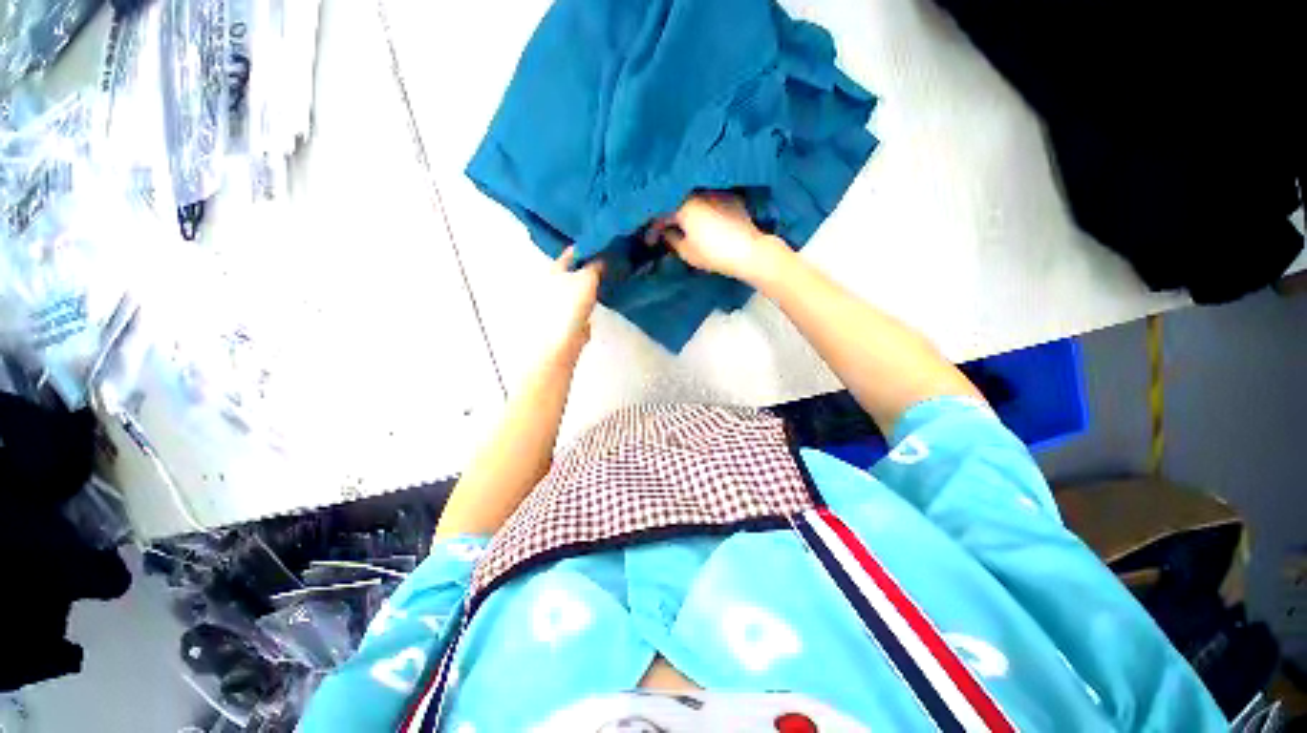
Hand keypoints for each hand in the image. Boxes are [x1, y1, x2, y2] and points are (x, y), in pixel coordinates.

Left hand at [533, 247, 604, 361]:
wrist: (562, 341)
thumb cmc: (570, 305)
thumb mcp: (587, 278)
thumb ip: (595, 265)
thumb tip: (603, 255)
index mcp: (555, 269)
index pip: (572, 252)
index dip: (587, 246)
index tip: (604, 243)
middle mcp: (555, 283)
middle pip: (576, 269)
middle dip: (591, 264)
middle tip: (612, 259)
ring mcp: (562, 301)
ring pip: (581, 286)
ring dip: (593, 282)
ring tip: (611, 276)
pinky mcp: (570, 317)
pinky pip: (585, 303)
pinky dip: (594, 299)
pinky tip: (606, 298)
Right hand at [646, 192, 786, 283]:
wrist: (749, 251)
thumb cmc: (714, 254)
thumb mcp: (686, 251)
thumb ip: (671, 239)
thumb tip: (666, 231)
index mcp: (683, 205)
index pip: (660, 214)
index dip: (651, 229)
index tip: (649, 242)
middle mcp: (697, 192)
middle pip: (674, 201)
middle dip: (666, 216)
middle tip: (662, 230)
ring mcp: (714, 191)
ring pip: (690, 197)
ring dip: (682, 209)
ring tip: (679, 222)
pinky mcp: (729, 196)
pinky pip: (706, 198)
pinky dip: (699, 207)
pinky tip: (698, 217)